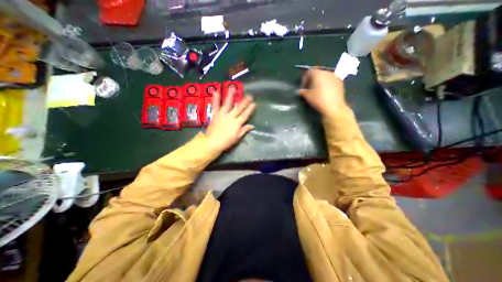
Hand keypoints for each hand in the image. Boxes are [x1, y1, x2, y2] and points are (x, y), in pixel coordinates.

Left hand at [206, 90, 256, 151]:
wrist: (212, 142)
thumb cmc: (226, 142)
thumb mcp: (237, 137)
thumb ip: (244, 130)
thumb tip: (252, 126)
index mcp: (237, 123)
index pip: (245, 115)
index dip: (250, 109)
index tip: (254, 103)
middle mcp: (230, 117)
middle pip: (239, 108)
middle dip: (245, 101)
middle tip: (249, 95)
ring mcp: (222, 114)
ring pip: (228, 104)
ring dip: (231, 95)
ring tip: (233, 87)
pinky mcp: (215, 114)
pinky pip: (216, 106)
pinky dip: (216, 99)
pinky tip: (216, 92)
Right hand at [299, 68, 347, 117]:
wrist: (333, 106)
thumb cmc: (318, 99)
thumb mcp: (307, 96)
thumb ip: (303, 91)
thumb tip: (301, 91)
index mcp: (317, 73)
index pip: (309, 72)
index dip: (305, 79)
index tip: (303, 86)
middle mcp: (326, 72)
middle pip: (317, 73)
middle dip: (312, 80)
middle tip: (309, 88)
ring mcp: (335, 76)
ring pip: (325, 77)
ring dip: (320, 82)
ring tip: (317, 90)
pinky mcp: (340, 82)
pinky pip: (331, 81)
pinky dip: (327, 84)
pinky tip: (325, 92)